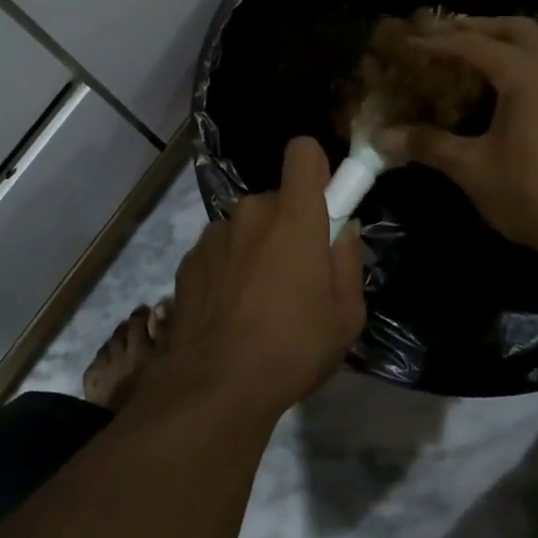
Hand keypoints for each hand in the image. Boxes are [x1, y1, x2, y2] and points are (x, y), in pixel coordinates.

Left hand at [161, 137, 366, 417]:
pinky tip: (231, 312)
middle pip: (277, 199)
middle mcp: (250, 211)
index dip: (316, 168)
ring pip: (247, 227)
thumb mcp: (346, 314)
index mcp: (294, 215)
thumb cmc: (293, 347)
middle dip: (290, 225)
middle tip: (298, 275)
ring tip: (260, 302)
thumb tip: (342, 230)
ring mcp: (214, 234)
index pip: (303, 151)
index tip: (324, 201)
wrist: (214, 385)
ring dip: (257, 248)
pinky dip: (229, 268)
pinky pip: (221, 250)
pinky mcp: (189, 259)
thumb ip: (348, 260)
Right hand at [374, 15, 537, 265]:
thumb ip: (428, 145)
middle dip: (477, 27)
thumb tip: (381, 137)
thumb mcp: (473, 170)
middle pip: (515, 29)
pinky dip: (521, 63)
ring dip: (503, 43)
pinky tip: (503, 90)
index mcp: (527, 75)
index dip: (437, 42)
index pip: (473, 45)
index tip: (407, 42)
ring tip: (469, 58)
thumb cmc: (535, 194)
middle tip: (443, 35)